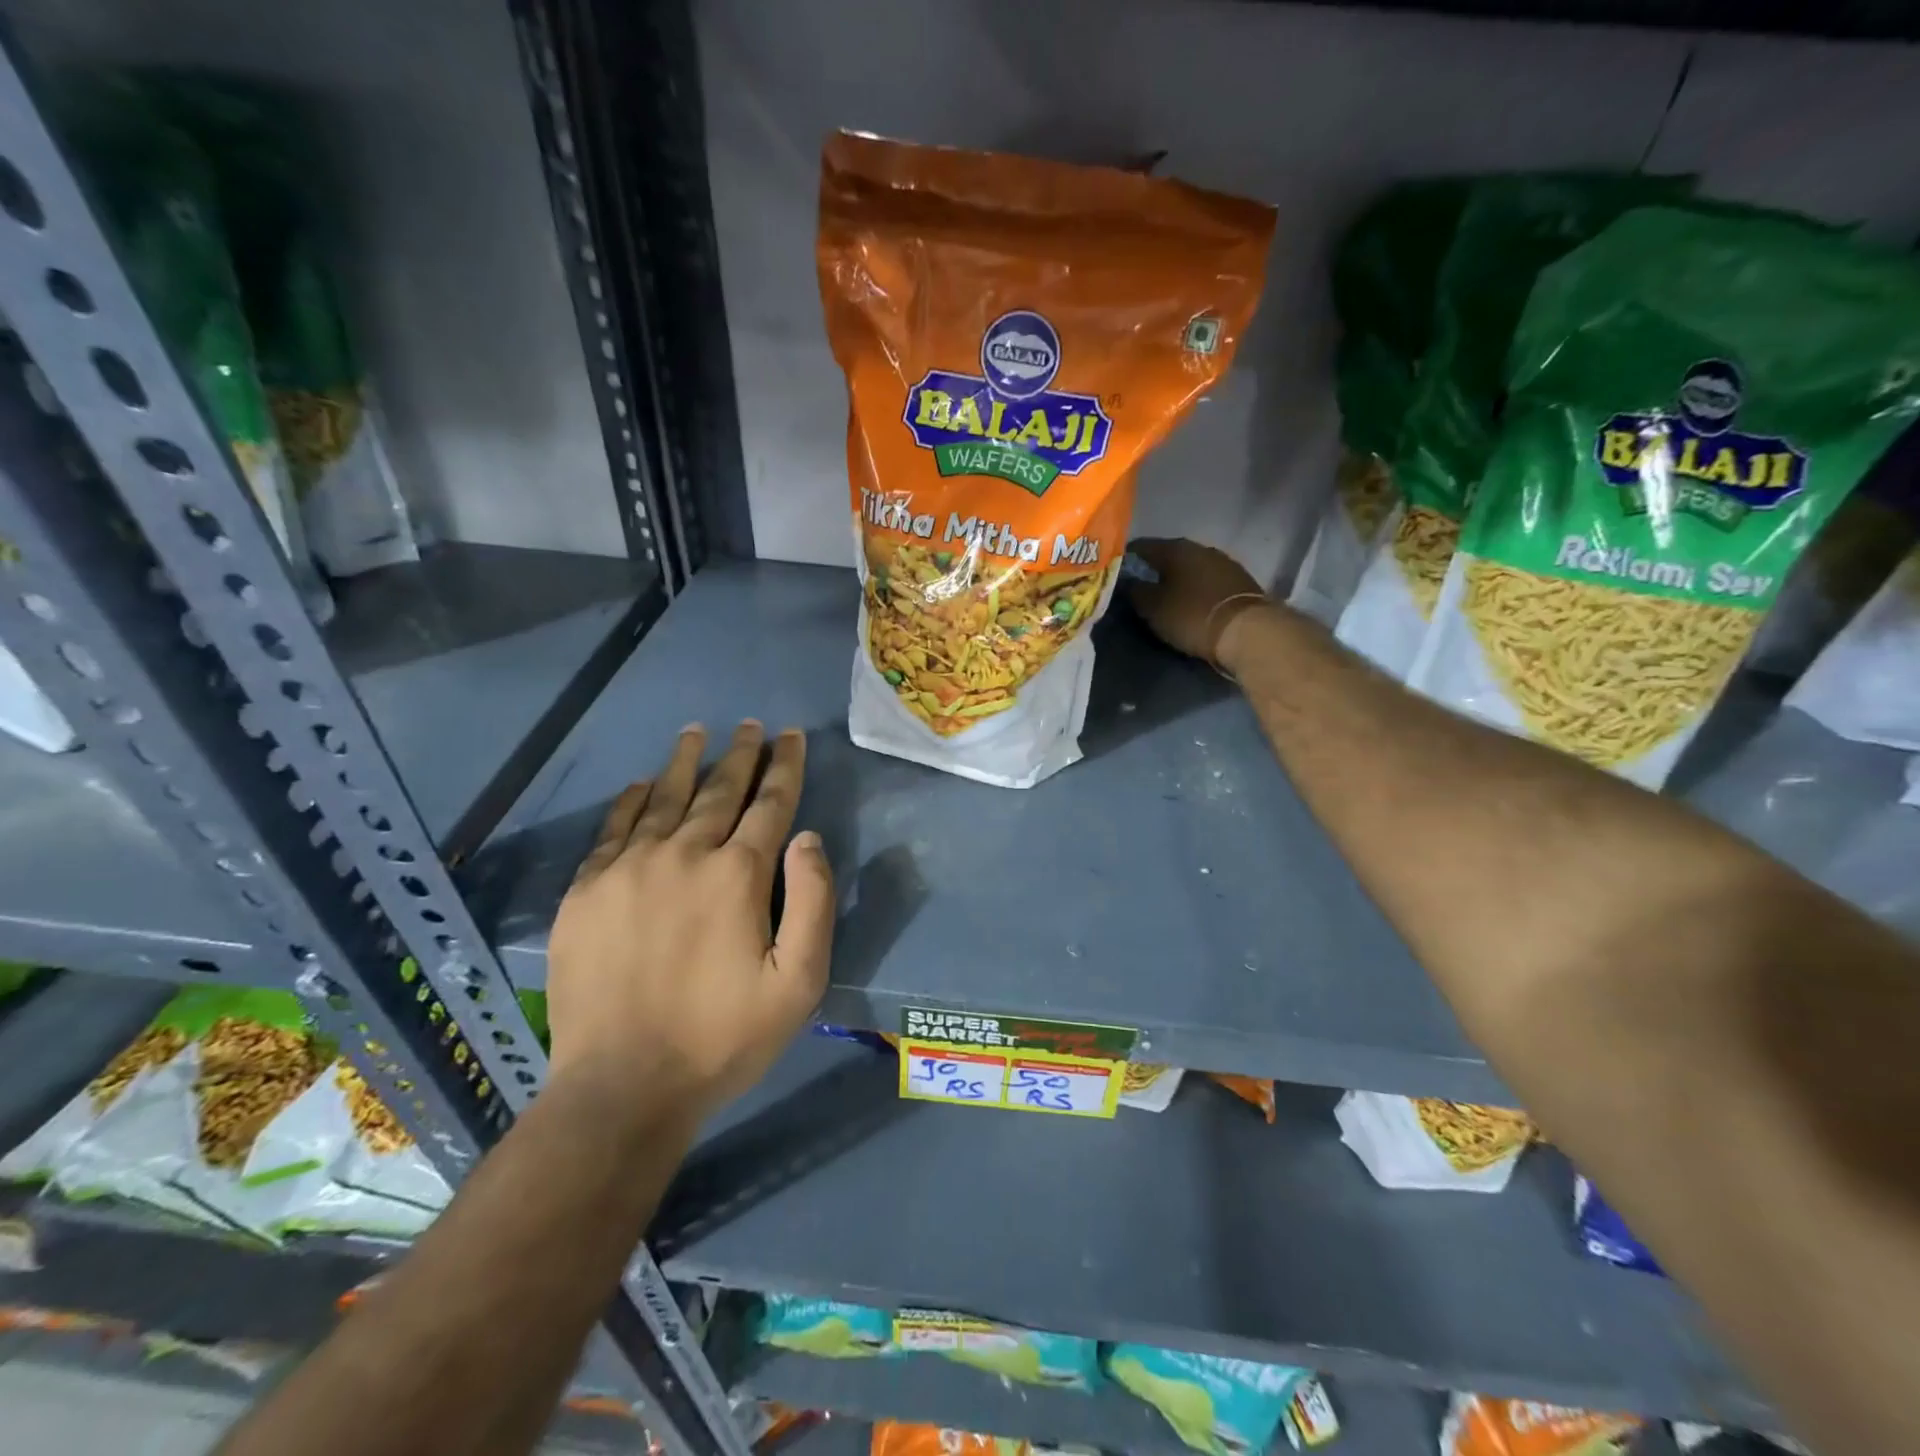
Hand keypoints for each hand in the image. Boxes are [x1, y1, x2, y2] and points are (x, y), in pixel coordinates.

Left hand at [545, 722, 833, 1120]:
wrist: (621, 1087)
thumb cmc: (723, 1038)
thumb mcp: (799, 983)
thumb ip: (814, 902)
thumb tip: (807, 838)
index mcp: (738, 875)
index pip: (770, 804)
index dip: (785, 766)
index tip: (790, 736)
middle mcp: (683, 855)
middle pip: (718, 791)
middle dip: (741, 755)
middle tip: (751, 725)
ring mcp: (628, 870)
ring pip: (663, 798)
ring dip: (684, 763)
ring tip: (697, 732)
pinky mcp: (585, 892)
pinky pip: (612, 830)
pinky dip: (629, 802)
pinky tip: (638, 784)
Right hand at [1127, 538, 1270, 666]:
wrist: (1248, 630)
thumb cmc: (1192, 616)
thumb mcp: (1153, 609)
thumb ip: (1136, 592)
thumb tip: (1128, 582)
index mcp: (1175, 548)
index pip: (1141, 546)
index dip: (1126, 559)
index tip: (1117, 574)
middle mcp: (1200, 547)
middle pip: (1168, 555)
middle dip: (1154, 569)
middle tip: (1140, 587)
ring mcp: (1224, 561)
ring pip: (1191, 566)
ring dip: (1178, 578)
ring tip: (1166, 595)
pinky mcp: (1240, 580)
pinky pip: (1208, 579)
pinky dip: (1196, 587)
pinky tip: (1191, 600)